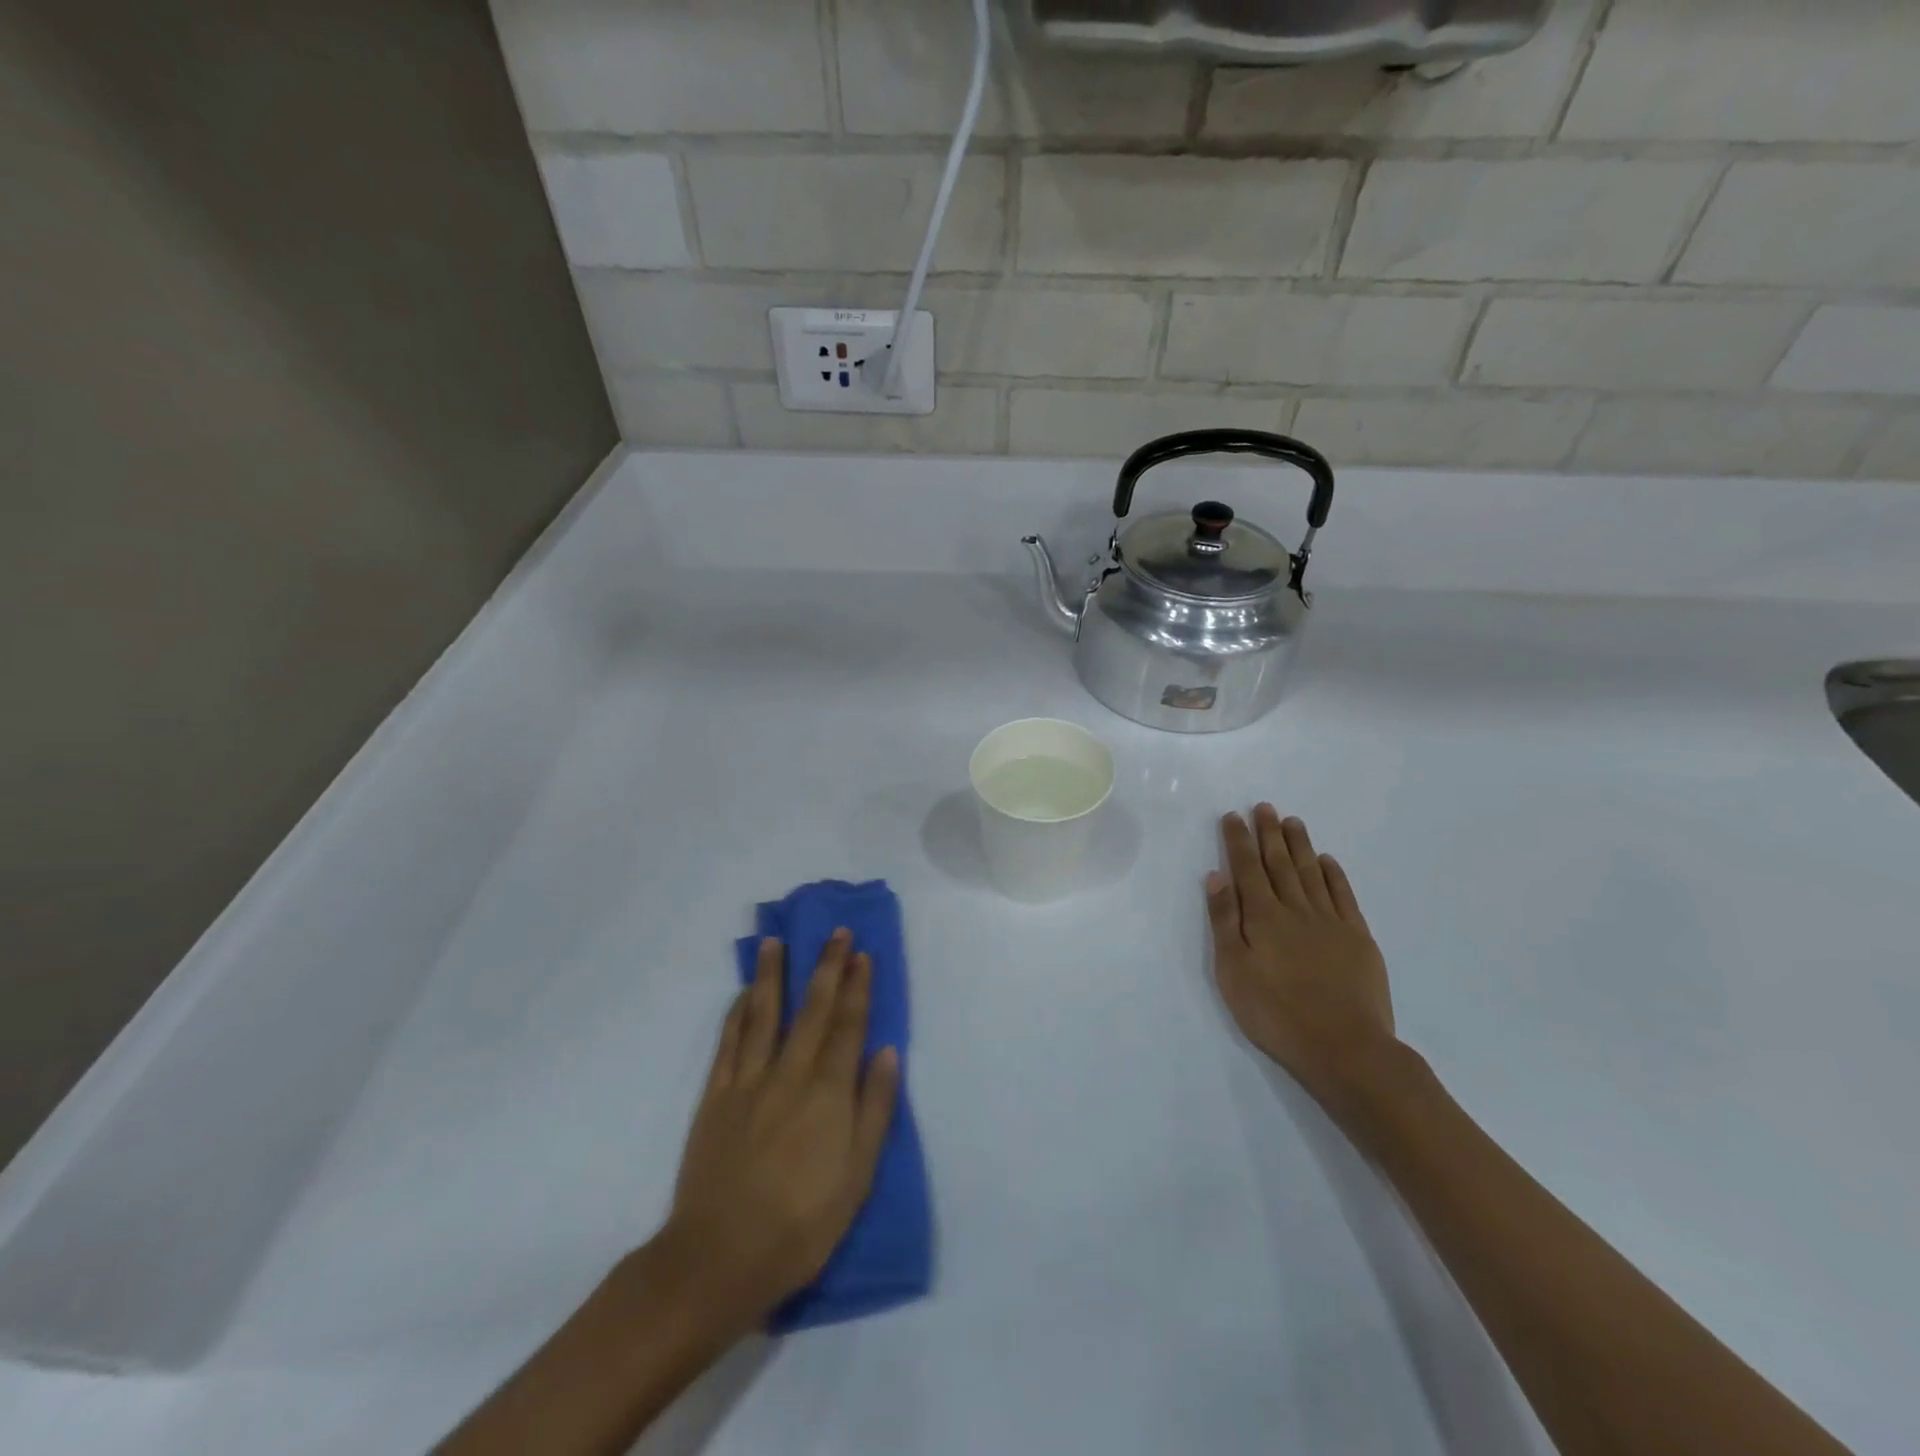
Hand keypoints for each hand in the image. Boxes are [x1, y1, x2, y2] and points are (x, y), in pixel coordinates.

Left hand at [660, 930, 899, 1334]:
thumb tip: (887, 1052)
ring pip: (763, 1014)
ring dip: (772, 974)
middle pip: (812, 1008)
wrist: (719, 1259)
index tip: (862, 953)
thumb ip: (874, 1109)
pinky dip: (737, 1013)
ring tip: (775, 941)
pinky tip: (743, 994)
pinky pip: (729, 1043)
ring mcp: (748, 1081)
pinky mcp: (715, 1097)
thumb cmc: (801, 1224)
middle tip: (835, 932)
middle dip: (826, 966)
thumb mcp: (857, 1176)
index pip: (848, 1025)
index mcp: (828, 1092)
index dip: (857, 987)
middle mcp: (790, 1073)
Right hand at [1206, 805, 1397, 1118]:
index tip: (1232, 817)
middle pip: (1279, 863)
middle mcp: (1296, 909)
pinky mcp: (1358, 938)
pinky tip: (1326, 861)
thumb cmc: (1276, 1013)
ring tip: (1291, 821)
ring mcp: (1330, 922)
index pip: (1247, 868)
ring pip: (1311, 873)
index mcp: (1262, 917)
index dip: (1238, 841)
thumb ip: (1225, 921)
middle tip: (1264, 807)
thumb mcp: (1233, 971)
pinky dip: (1333, 874)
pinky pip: (1343, 895)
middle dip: (1268, 833)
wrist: (1345, 1047)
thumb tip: (1217, 876)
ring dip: (1299, 845)